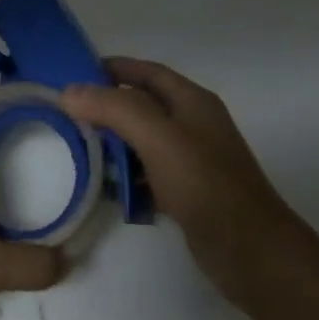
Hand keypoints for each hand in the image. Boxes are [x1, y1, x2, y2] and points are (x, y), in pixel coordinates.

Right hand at [63, 58, 295, 314]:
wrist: (251, 252)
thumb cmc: (204, 183)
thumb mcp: (157, 137)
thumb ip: (113, 108)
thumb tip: (69, 91)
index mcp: (191, 100)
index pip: (145, 71)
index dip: (111, 68)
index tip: (72, 75)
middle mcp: (193, 123)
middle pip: (142, 105)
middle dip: (106, 107)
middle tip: (67, 115)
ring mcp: (191, 159)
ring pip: (142, 140)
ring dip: (113, 143)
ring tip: (77, 149)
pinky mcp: (187, 192)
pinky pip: (148, 173)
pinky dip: (127, 175)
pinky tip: (106, 187)